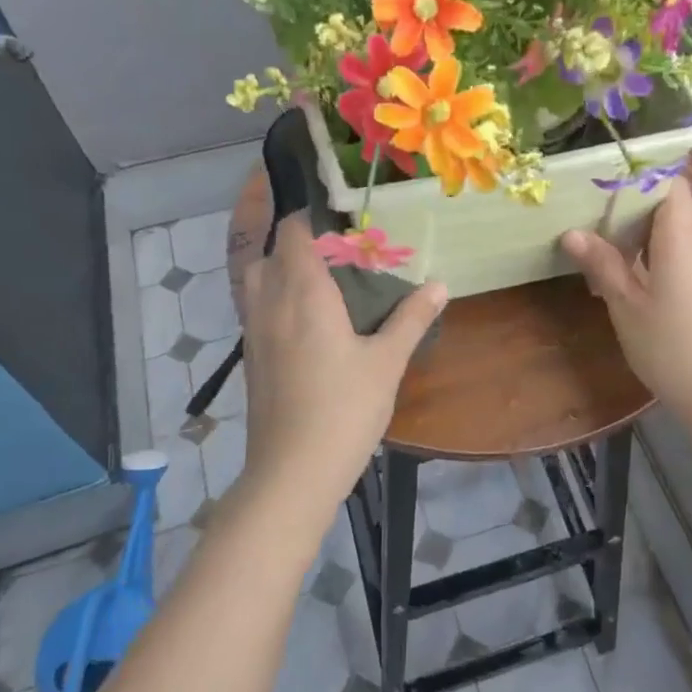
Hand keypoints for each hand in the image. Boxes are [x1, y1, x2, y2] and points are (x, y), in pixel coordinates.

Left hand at [238, 216, 447, 522]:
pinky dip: (275, 299)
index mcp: (304, 293)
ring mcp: (254, 331)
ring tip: (321, 284)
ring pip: (257, 280)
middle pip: (271, 252)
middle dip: (299, 243)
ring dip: (282, 270)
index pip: (295, 233)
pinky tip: (306, 323)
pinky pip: (256, 308)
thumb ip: (411, 318)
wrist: (292, 472)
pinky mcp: (251, 357)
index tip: (346, 222)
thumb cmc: (344, 410)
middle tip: (340, 255)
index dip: (314, 219)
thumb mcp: (387, 362)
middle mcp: (271, 302)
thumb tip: (440, 284)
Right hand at [560, 183, 691, 426]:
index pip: (667, 179)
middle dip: (634, 207)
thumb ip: (602, 263)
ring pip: (683, 228)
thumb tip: (572, 233)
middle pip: (673, 202)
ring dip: (649, 233)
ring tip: (611, 251)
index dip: (636, 176)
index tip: (602, 185)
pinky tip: (642, 279)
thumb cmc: (671, 345)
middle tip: (594, 220)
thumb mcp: (626, 305)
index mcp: (684, 232)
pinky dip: (666, 252)